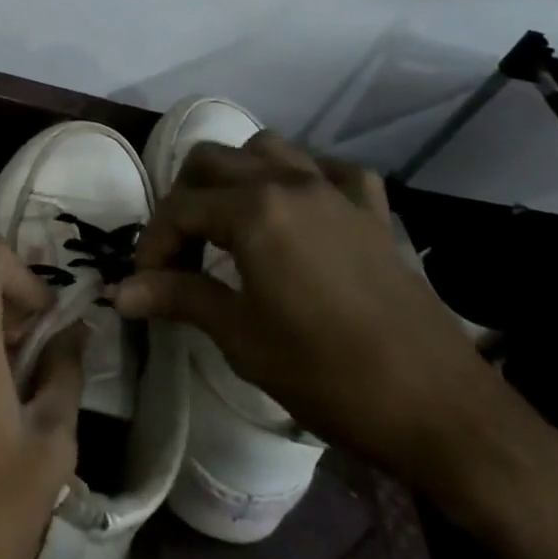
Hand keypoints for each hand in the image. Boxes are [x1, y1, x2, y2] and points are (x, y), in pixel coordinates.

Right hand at [111, 131, 539, 510]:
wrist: (439, 410)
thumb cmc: (327, 374)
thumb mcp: (240, 337)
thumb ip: (177, 298)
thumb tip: (119, 293)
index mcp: (253, 210)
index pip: (179, 209)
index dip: (153, 244)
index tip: (145, 284)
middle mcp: (289, 183)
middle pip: (213, 160)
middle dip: (184, 199)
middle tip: (180, 252)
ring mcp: (335, 191)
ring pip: (268, 148)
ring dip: (238, 175)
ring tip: (229, 222)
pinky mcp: (372, 211)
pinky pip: (330, 170)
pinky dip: (304, 179)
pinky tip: (300, 212)